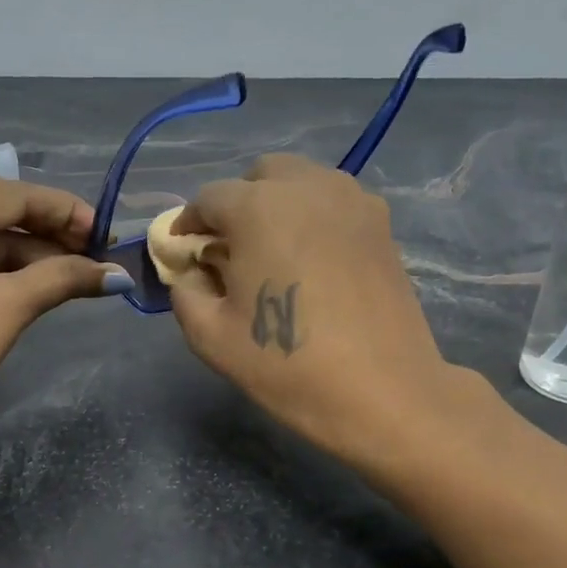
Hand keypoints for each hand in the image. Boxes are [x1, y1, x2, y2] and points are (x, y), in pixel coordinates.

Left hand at [0, 177, 126, 433]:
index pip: (9, 195)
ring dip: (28, 251)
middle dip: (48, 232)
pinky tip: (41, 277)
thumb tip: (121, 276)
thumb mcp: (9, 306)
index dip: (64, 211)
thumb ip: (65, 277)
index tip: (107, 233)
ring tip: (78, 269)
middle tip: (96, 252)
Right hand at [165, 155, 466, 464]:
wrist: (381, 392)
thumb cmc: (287, 365)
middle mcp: (307, 187)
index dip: (189, 224)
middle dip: (237, 204)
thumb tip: (192, 271)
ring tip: (274, 252)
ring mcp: (352, 201)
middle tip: (230, 250)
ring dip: (277, 205)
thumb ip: (186, 291)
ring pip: (302, 182)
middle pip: (259, 175)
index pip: (209, 199)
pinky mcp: (382, 224)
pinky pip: (335, 203)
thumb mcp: (210, 337)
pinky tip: (313, 261)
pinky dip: (314, 217)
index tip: (184, 252)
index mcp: (258, 208)